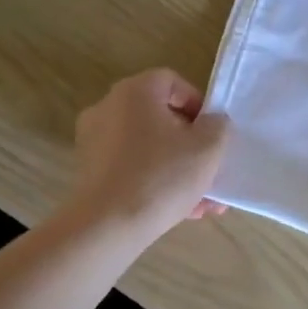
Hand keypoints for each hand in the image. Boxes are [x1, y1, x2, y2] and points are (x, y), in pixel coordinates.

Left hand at [69, 69, 229, 239]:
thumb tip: (211, 122)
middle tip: (211, 168)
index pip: (172, 82)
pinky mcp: (89, 172)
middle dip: (191, 145)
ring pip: (149, 148)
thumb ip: (218, 125)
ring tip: (203, 201)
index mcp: (135, 92)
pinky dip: (155, 181)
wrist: (108, 227)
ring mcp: (94, 141)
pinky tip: (181, 211)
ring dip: (178, 168)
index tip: (212, 132)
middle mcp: (109, 108)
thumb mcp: (208, 147)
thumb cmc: (162, 176)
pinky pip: (132, 168)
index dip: (198, 104)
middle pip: (161, 118)